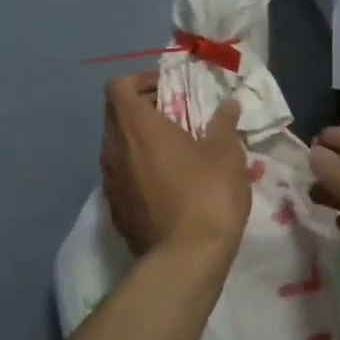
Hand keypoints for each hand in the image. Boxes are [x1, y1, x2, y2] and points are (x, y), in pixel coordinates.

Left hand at [100, 72, 250, 260]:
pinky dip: (138, 170)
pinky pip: (122, 177)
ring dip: (140, 141)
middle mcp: (114, 149)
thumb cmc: (207, 194)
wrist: (185, 259)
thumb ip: (224, 124)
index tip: (167, 88)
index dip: (139, 80)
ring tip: (174, 150)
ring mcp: (110, 182)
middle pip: (115, 115)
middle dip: (142, 109)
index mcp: (136, 126)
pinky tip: (167, 184)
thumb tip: (228, 104)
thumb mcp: (226, 153)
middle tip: (175, 115)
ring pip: (118, 147)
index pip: (118, 86)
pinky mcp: (115, 210)